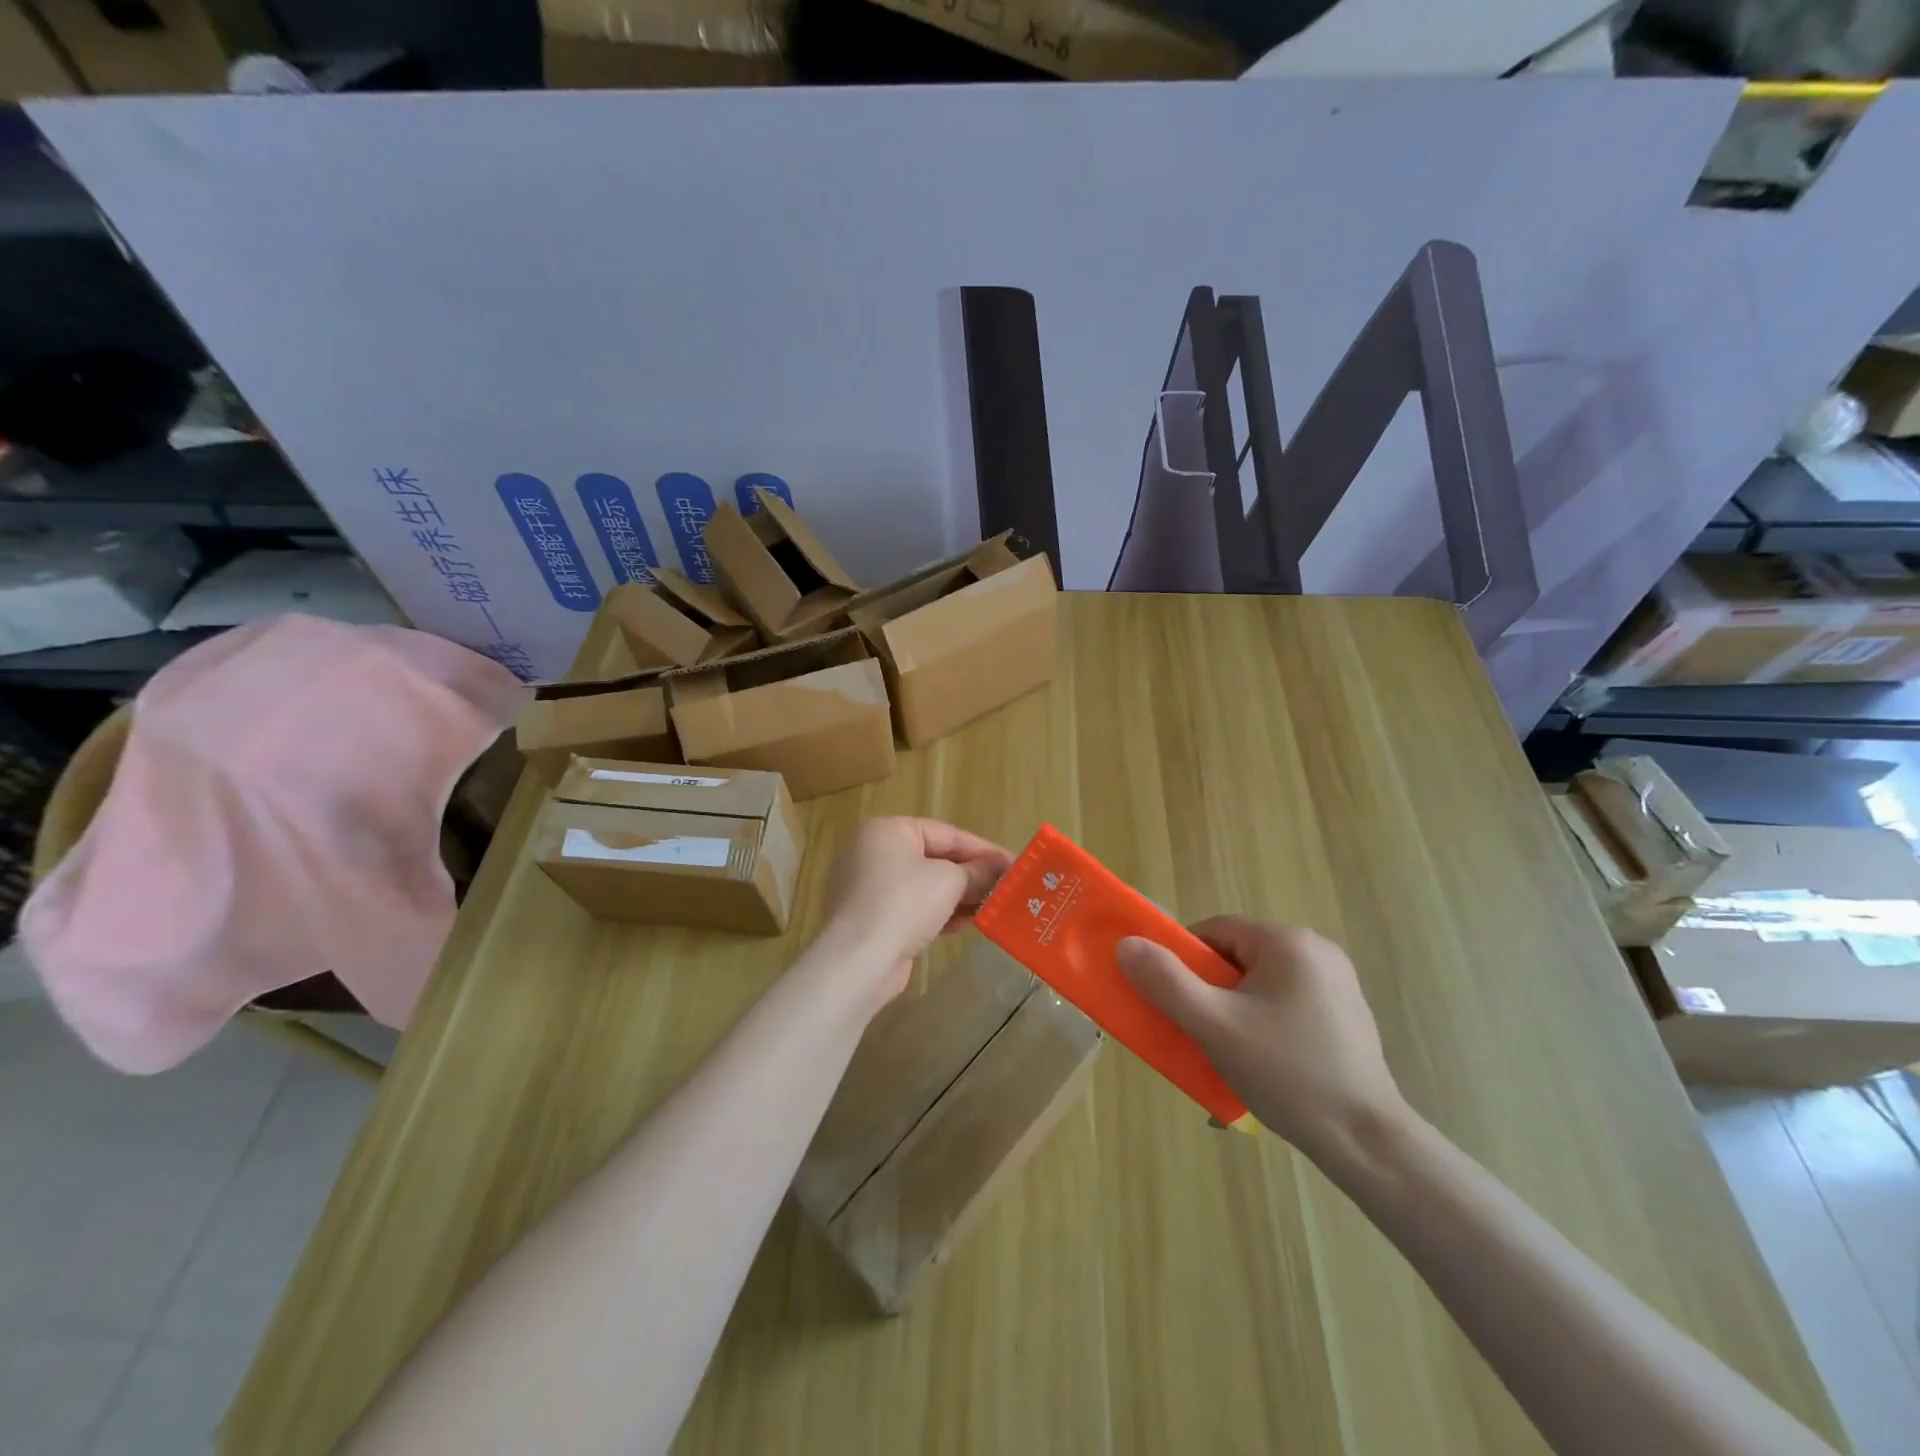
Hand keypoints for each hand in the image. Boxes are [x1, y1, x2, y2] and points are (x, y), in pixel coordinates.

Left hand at [818, 817, 1011, 1004]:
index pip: (945, 833)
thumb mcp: (949, 881)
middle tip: (1005, 886)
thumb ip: (977, 872)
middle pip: (934, 858)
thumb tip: (998, 870)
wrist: (858, 960)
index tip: (1013, 863)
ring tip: (992, 906)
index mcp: (887, 830)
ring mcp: (868, 887)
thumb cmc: (904, 903)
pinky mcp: (871, 919)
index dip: (982, 849)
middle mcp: (873, 852)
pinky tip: (965, 924)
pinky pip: (912, 908)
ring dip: (958, 896)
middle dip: (970, 874)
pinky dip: (938, 913)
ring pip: (924, 886)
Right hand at [1115, 918, 1405, 1155]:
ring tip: (1227, 1054)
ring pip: (1259, 984)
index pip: (1213, 932)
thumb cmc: (1287, 1074)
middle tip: (1198, 1033)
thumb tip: (1126, 944)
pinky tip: (1263, 1064)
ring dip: (1234, 1011)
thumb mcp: (1214, 1026)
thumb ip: (1166, 982)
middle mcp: (1316, 950)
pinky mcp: (1345, 1014)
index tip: (1173, 1001)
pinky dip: (1263, 1024)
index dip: (1183, 962)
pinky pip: (1285, 1004)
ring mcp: (1336, 983)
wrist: (1367, 1142)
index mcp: (1287, 942)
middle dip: (1209, 992)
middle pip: (1236, 957)